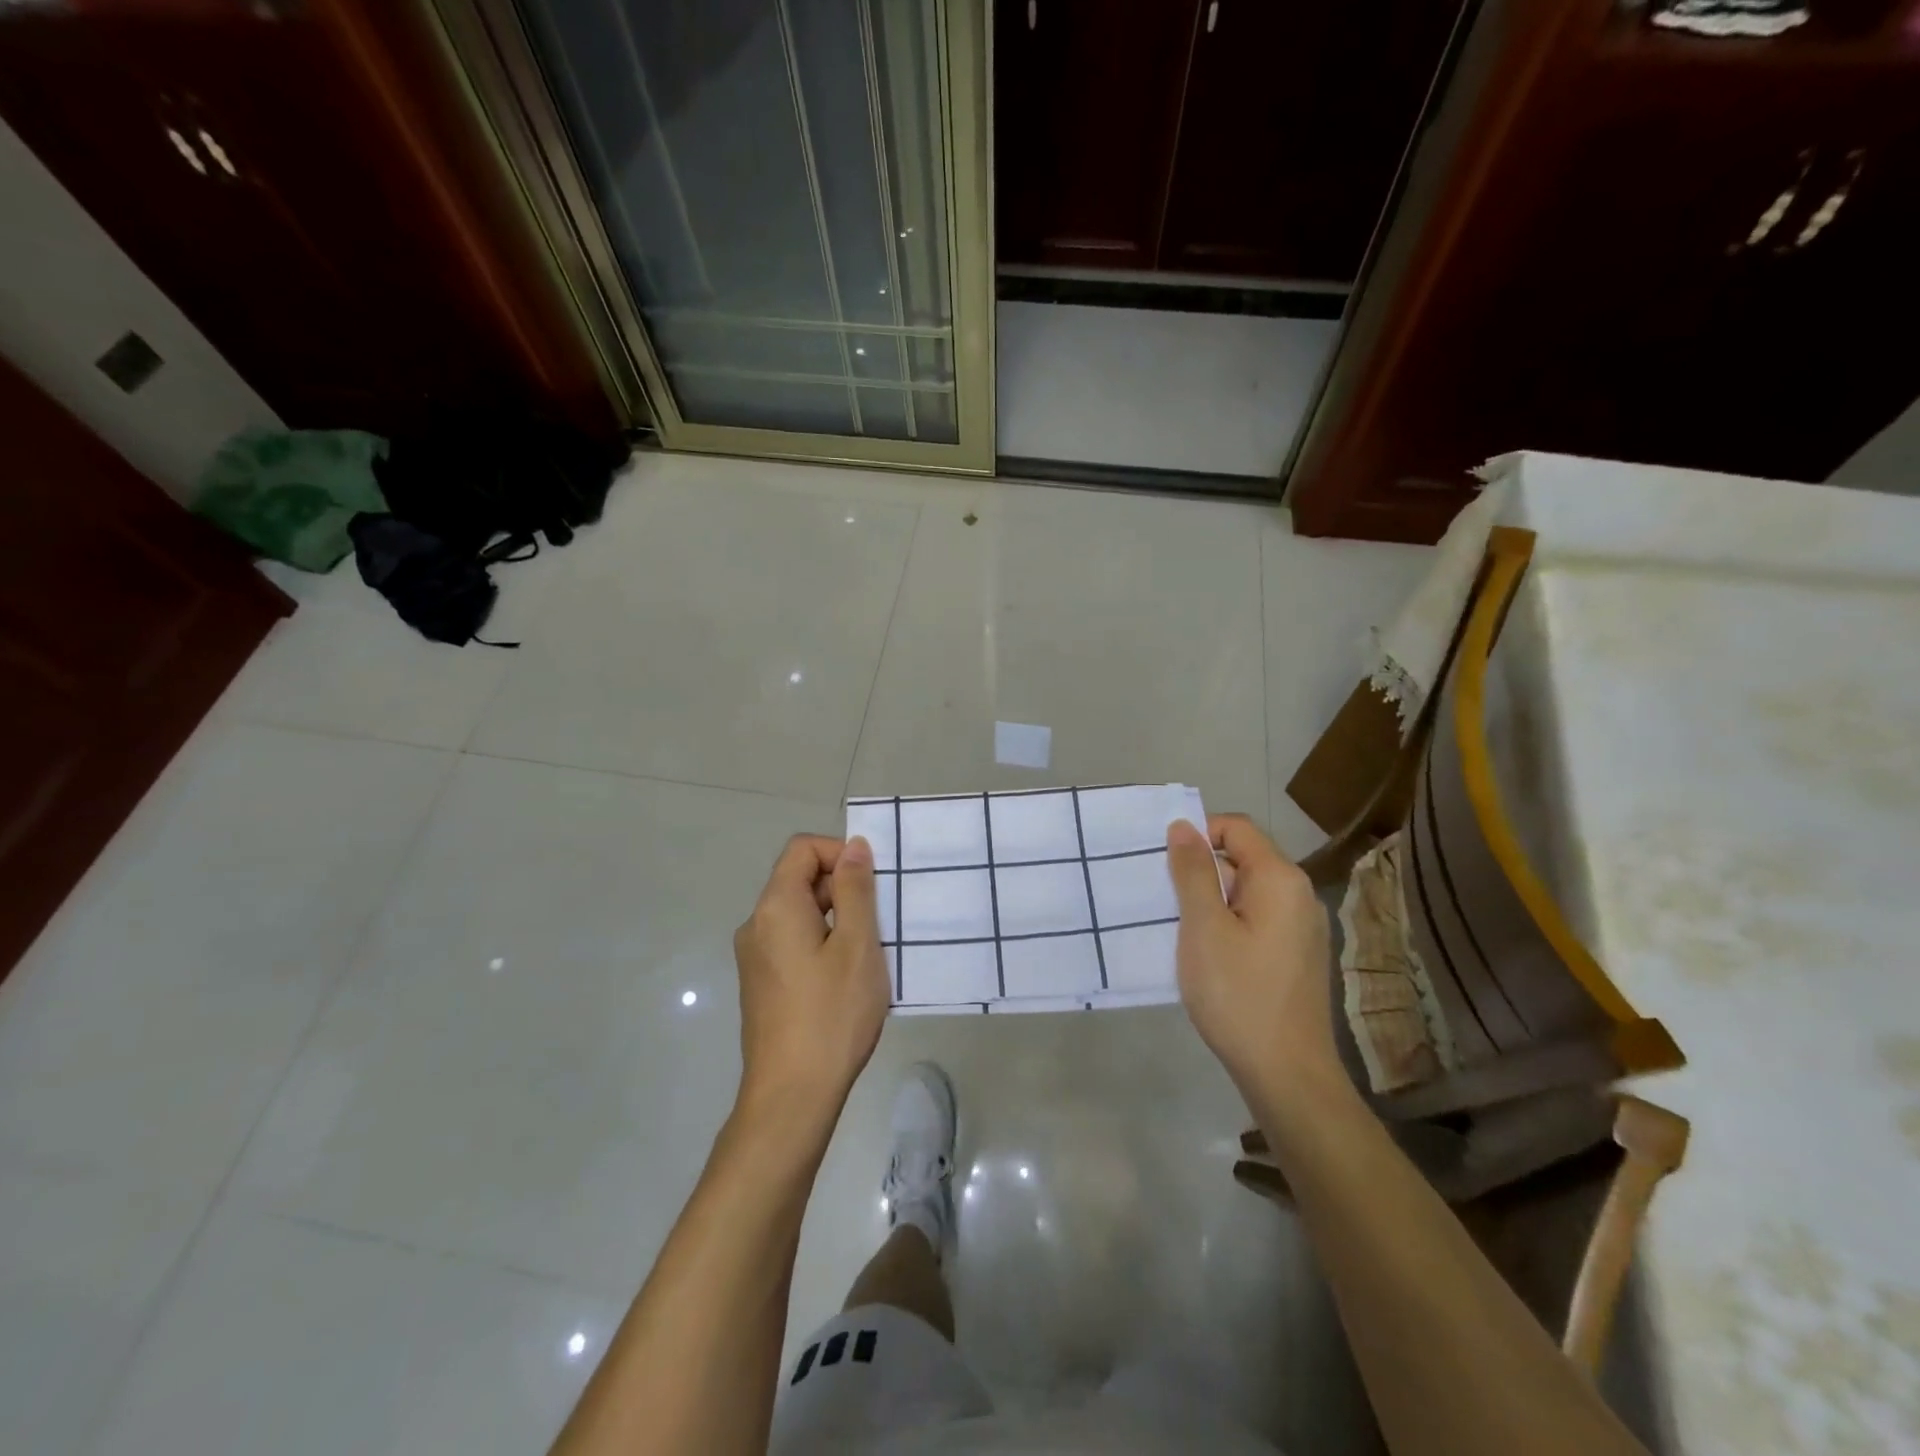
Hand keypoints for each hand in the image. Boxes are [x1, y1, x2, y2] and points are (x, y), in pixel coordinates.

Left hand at [732, 835, 889, 1120]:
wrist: (792, 1095)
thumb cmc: (832, 1014)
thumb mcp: (856, 945)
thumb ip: (855, 889)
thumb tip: (853, 846)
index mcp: (776, 906)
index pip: (803, 848)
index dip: (840, 853)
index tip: (872, 884)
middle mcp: (756, 924)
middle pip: (799, 879)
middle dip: (843, 888)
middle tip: (880, 923)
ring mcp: (755, 956)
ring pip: (800, 914)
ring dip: (837, 919)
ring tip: (869, 953)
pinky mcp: (761, 982)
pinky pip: (794, 942)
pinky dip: (822, 943)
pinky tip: (846, 978)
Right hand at [1166, 815, 1339, 1100]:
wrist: (1286, 1074)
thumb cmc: (1238, 993)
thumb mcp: (1203, 926)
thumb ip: (1193, 871)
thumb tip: (1183, 825)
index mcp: (1280, 879)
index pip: (1236, 828)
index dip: (1197, 836)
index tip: (1165, 867)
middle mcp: (1299, 895)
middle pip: (1242, 859)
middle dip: (1200, 873)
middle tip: (1165, 902)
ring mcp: (1302, 928)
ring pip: (1246, 893)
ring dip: (1211, 902)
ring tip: (1179, 931)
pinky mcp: (1297, 956)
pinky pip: (1256, 920)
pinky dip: (1228, 925)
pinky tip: (1206, 956)